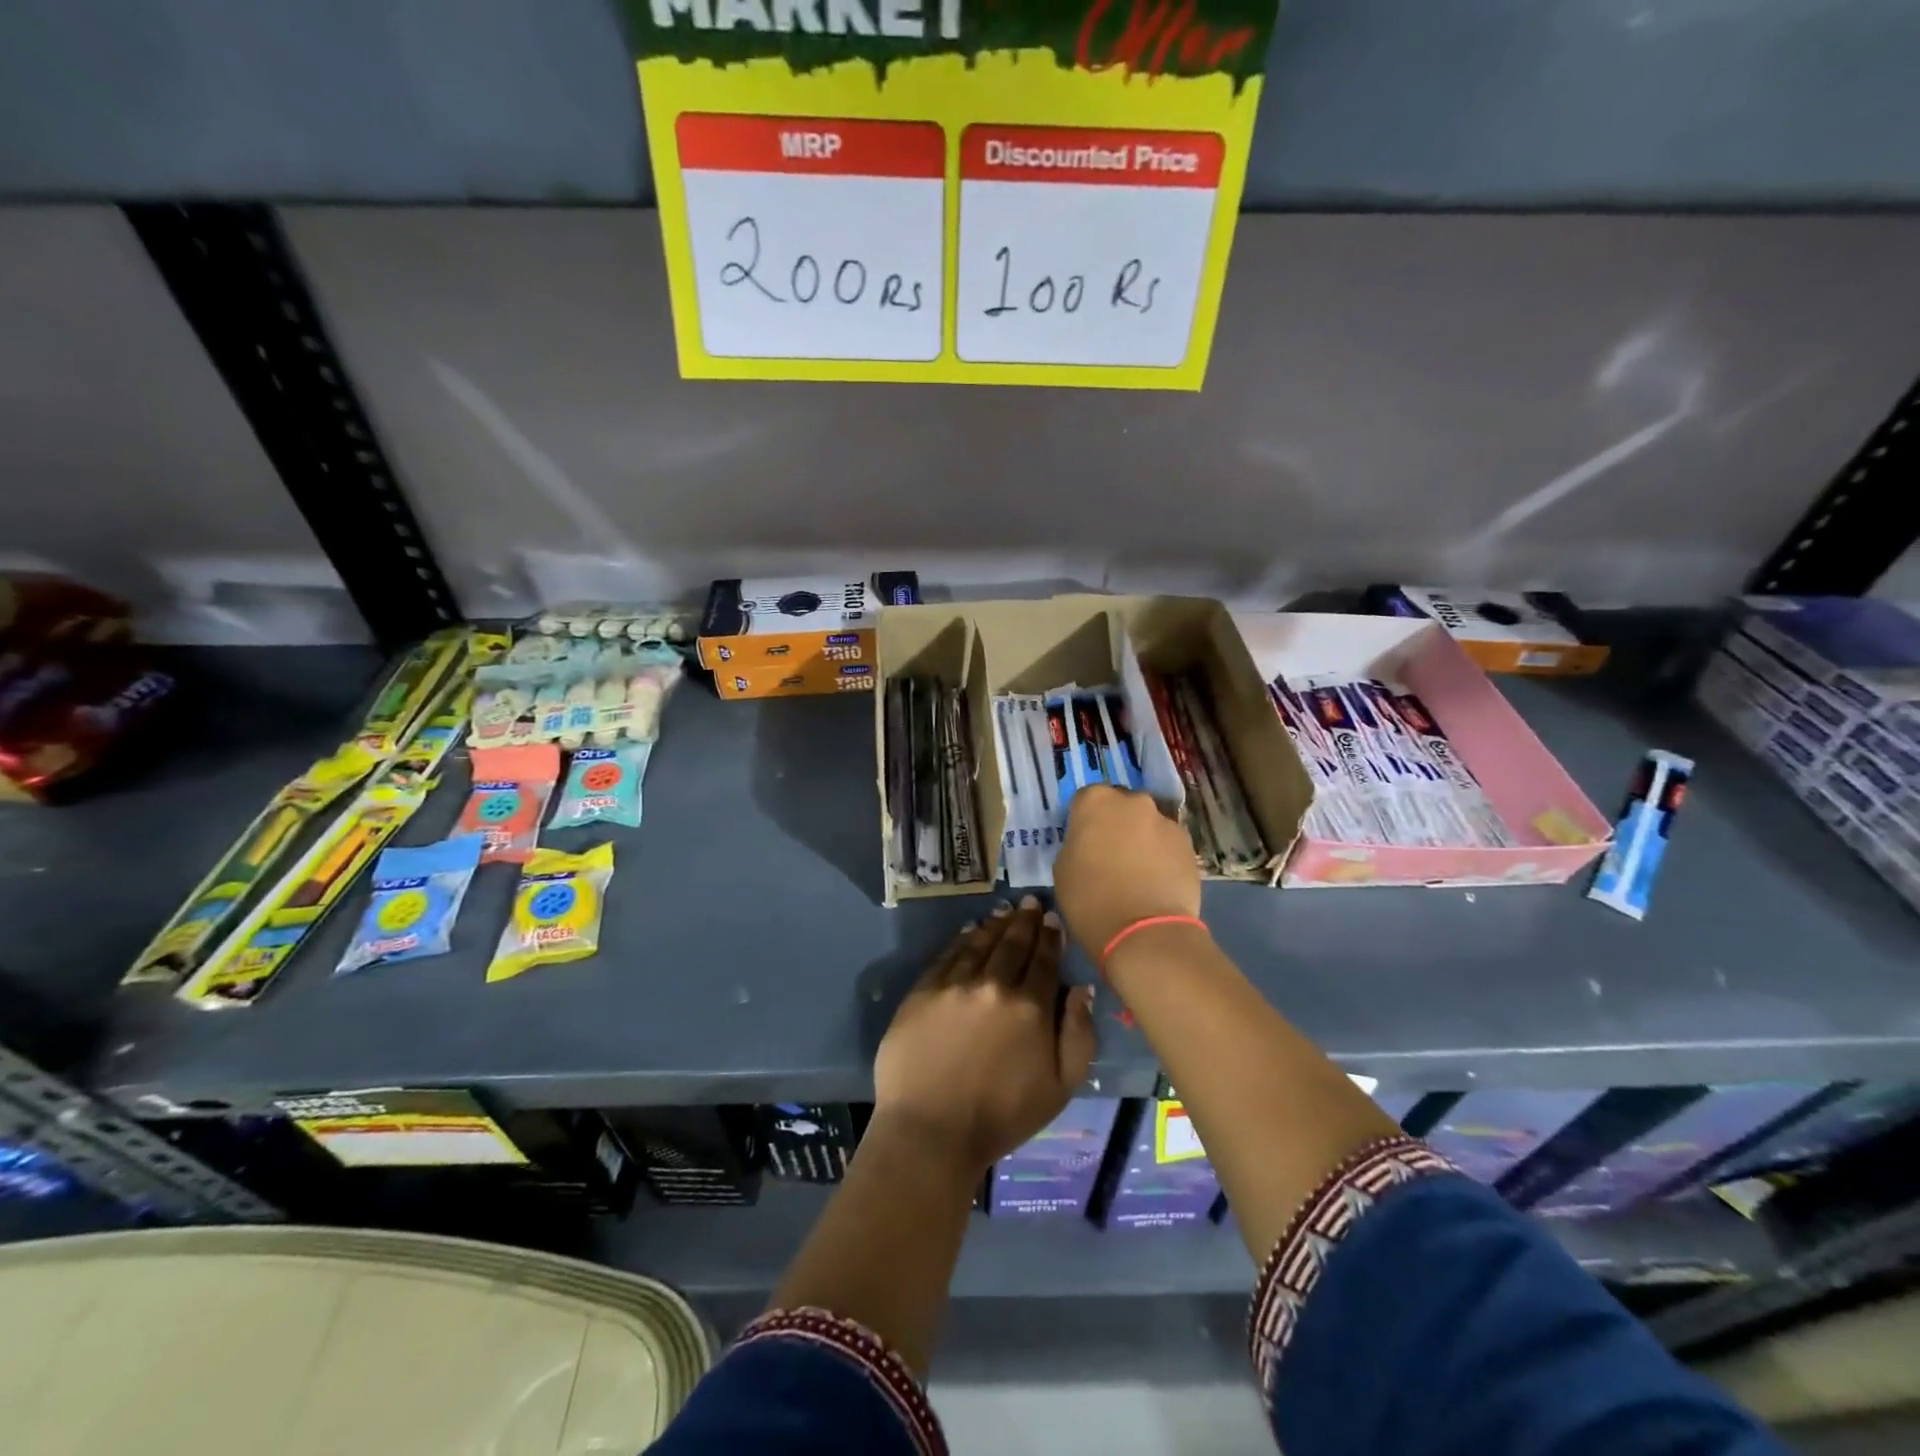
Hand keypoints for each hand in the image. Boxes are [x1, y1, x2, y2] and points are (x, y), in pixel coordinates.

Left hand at [873, 897, 1095, 1176]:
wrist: (931, 1130)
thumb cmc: (1002, 1116)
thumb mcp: (1061, 1087)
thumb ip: (1078, 1034)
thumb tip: (1081, 988)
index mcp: (1031, 1007)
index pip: (1044, 960)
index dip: (1050, 936)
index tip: (1052, 919)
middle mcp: (994, 985)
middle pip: (1013, 943)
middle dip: (1025, 920)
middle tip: (1030, 902)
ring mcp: (955, 984)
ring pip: (980, 943)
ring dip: (995, 924)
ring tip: (1004, 911)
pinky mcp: (923, 990)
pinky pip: (948, 955)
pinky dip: (962, 939)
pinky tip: (969, 930)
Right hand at [1054, 784, 1201, 960]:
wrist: (1145, 933)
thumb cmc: (1090, 899)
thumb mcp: (1063, 868)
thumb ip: (1076, 843)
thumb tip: (1089, 843)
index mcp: (1096, 801)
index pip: (1085, 799)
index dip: (1083, 821)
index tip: (1083, 843)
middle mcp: (1134, 801)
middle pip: (1121, 806)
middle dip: (1116, 824)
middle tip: (1109, 856)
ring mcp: (1166, 821)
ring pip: (1148, 825)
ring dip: (1141, 840)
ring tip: (1137, 874)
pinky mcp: (1189, 845)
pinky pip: (1168, 845)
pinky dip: (1162, 857)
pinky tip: (1156, 883)